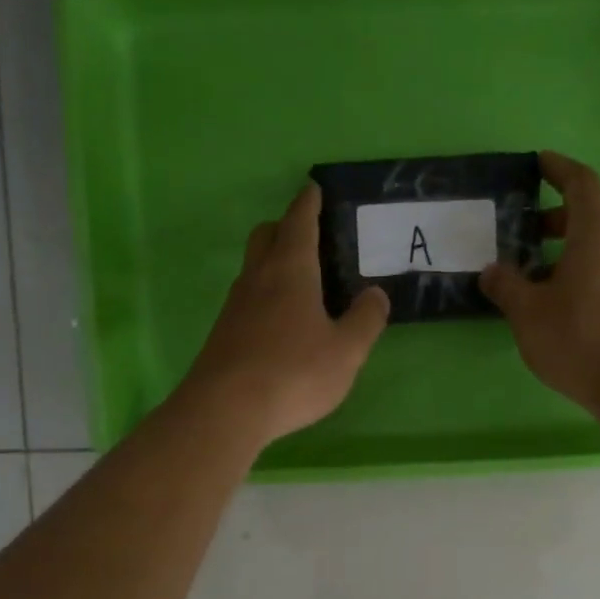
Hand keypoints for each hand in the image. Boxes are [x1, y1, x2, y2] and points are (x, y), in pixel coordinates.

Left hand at [181, 181, 389, 445]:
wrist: (225, 410)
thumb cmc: (294, 373)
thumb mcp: (346, 351)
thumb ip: (365, 320)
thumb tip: (376, 294)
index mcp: (290, 271)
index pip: (299, 222)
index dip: (308, 203)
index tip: (313, 188)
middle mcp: (257, 279)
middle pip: (266, 236)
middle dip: (285, 227)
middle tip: (308, 235)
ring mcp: (235, 307)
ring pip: (253, 268)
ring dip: (272, 262)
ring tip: (300, 280)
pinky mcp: (223, 334)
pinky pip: (247, 299)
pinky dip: (265, 295)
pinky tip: (280, 321)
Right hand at [479, 151, 599, 413]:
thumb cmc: (577, 339)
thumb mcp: (528, 314)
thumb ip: (508, 287)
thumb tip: (492, 270)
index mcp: (595, 235)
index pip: (582, 184)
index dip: (560, 169)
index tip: (540, 164)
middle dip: (568, 213)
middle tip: (537, 231)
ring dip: (581, 245)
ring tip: (547, 272)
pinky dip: (593, 269)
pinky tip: (571, 300)